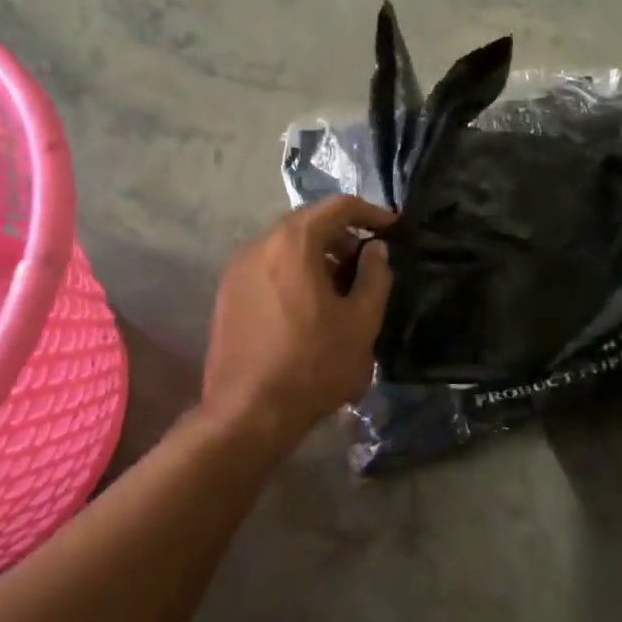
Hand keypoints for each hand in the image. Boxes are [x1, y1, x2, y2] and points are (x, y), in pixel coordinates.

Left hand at [204, 196, 395, 452]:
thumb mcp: (361, 322)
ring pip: (286, 244)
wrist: (247, 415)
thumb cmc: (313, 365)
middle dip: (343, 234)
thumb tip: (375, 249)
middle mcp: (260, 243)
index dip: (371, 213)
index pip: (338, 206)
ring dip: (317, 253)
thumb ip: (375, 276)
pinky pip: (268, 265)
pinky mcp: (227, 293)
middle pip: (308, 221)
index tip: (394, 228)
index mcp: (294, 241)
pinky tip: (309, 303)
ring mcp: (238, 268)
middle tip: (368, 260)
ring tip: (341, 284)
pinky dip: (293, 269)